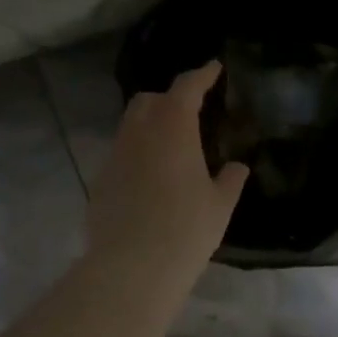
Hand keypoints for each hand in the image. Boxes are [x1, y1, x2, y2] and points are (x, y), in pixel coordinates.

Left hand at [87, 61, 248, 278]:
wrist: (131, 268)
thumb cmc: (186, 229)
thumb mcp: (220, 205)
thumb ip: (230, 179)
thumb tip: (237, 167)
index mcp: (173, 128)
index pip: (186, 87)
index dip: (202, 75)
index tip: (214, 68)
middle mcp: (139, 133)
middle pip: (149, 99)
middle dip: (170, 98)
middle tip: (191, 111)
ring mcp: (115, 156)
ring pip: (130, 125)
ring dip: (150, 124)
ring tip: (172, 145)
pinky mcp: (100, 181)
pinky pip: (121, 154)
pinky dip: (138, 153)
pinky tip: (152, 178)